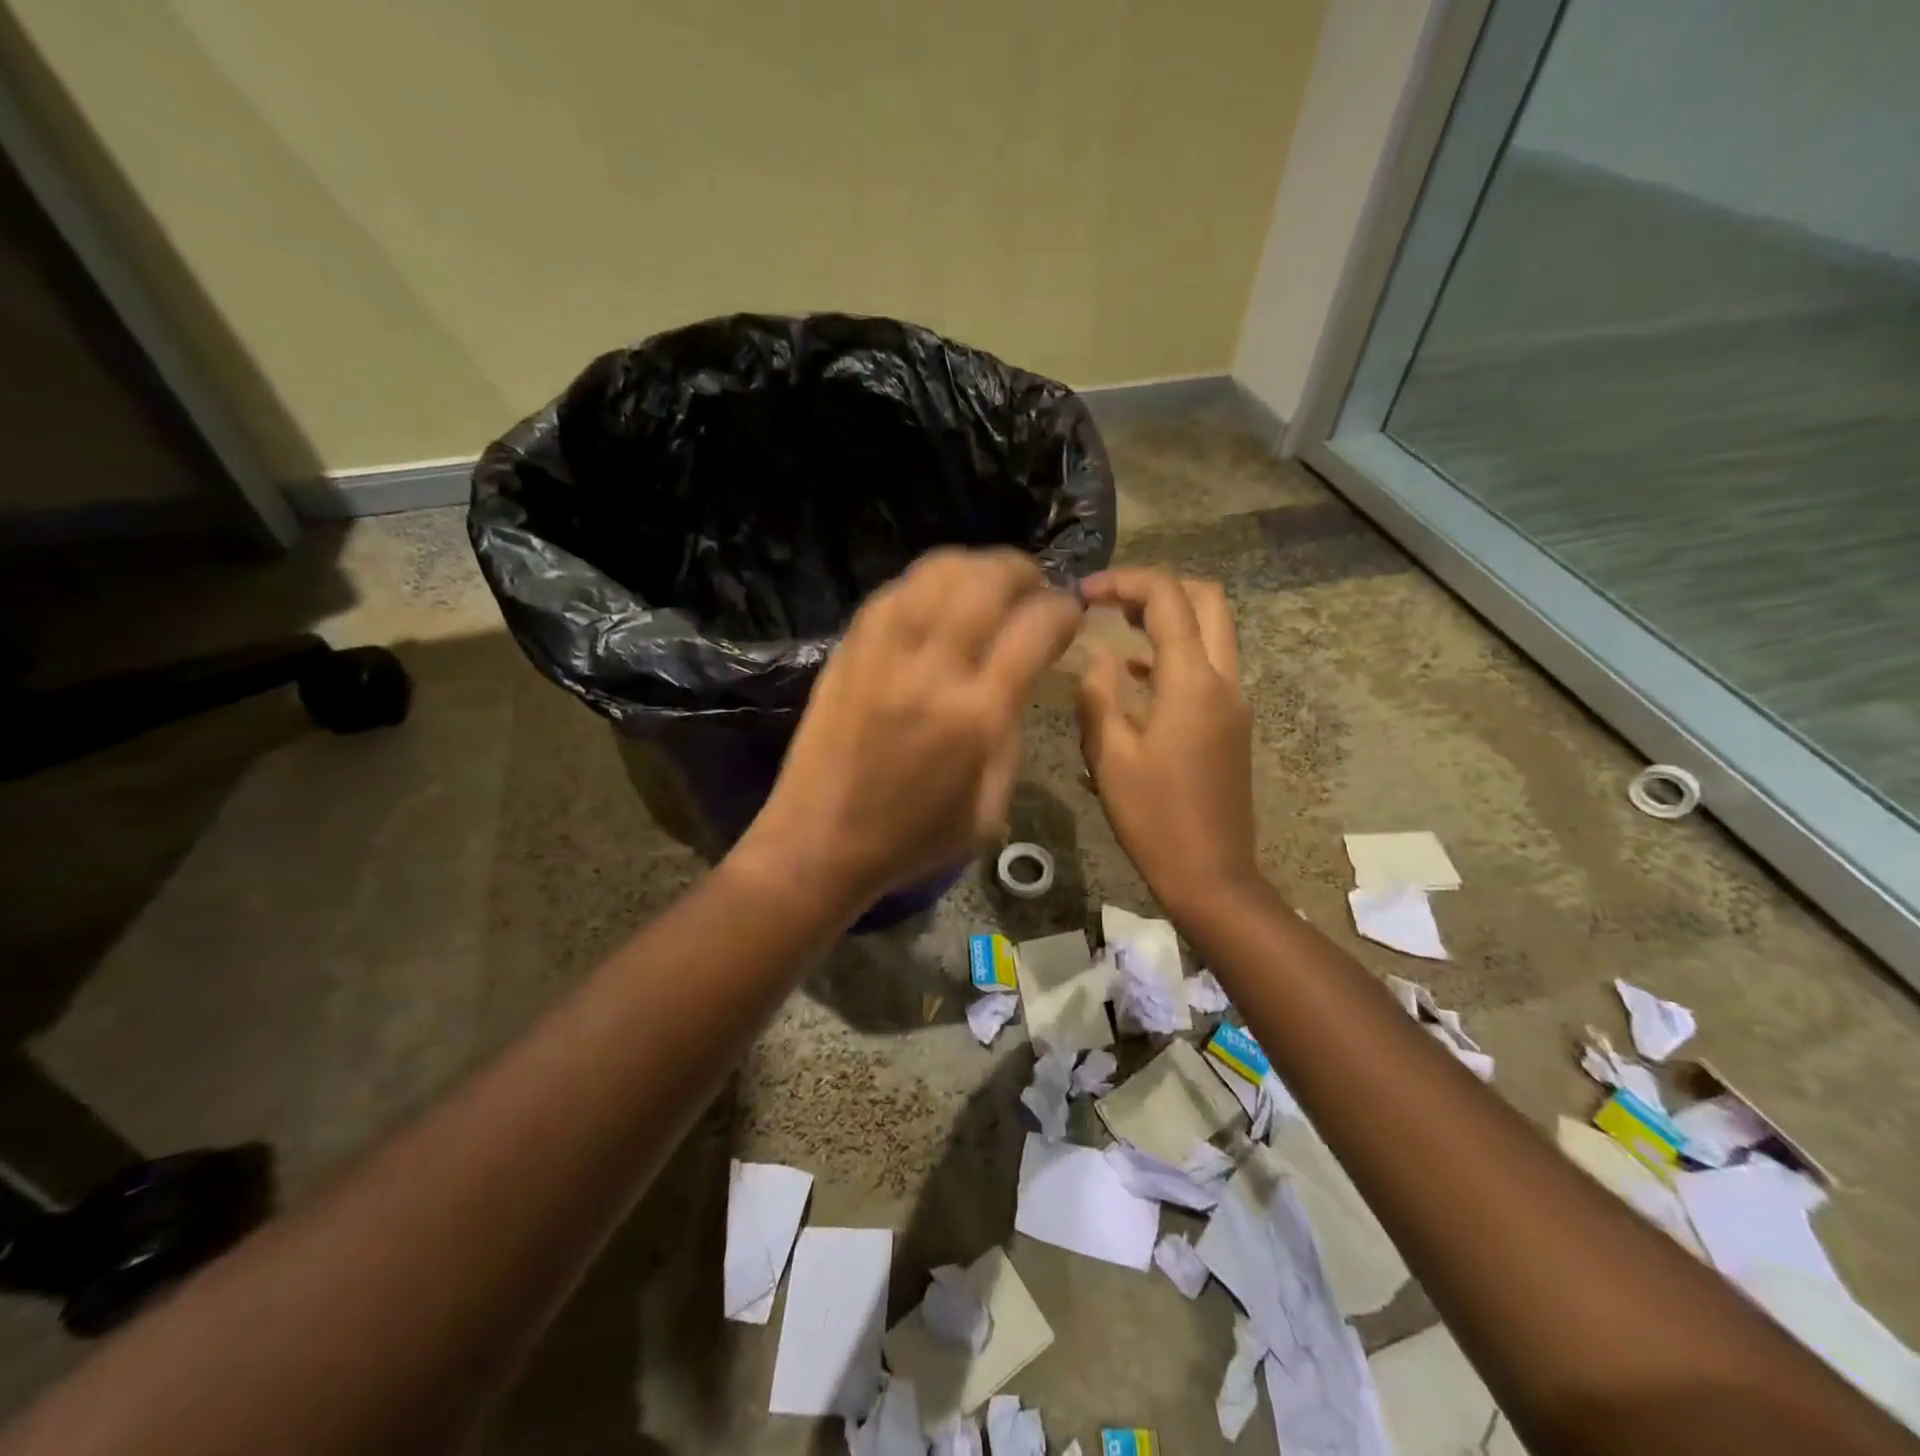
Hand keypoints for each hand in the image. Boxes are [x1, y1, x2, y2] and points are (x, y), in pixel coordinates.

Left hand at [737, 548, 1081, 910]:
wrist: (819, 841)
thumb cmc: (913, 837)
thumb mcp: (990, 806)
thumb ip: (1013, 731)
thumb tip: (1021, 673)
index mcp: (976, 715)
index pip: (1035, 628)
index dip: (1063, 611)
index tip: (1069, 616)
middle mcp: (931, 668)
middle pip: (986, 580)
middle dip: (1023, 571)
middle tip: (1034, 588)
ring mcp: (883, 651)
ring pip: (937, 571)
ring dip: (975, 566)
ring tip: (989, 584)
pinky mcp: (848, 649)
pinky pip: (895, 591)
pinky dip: (927, 583)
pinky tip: (938, 600)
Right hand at [1077, 568, 1258, 918]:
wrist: (1212, 875)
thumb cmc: (1154, 818)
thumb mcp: (1109, 756)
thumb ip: (1098, 693)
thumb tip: (1097, 653)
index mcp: (1192, 682)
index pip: (1168, 598)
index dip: (1124, 581)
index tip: (1083, 594)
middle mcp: (1224, 680)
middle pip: (1206, 599)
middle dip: (1157, 587)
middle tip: (1109, 600)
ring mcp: (1234, 701)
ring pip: (1213, 630)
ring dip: (1169, 616)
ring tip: (1116, 627)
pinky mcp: (1232, 723)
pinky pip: (1209, 664)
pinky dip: (1176, 650)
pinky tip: (1135, 673)